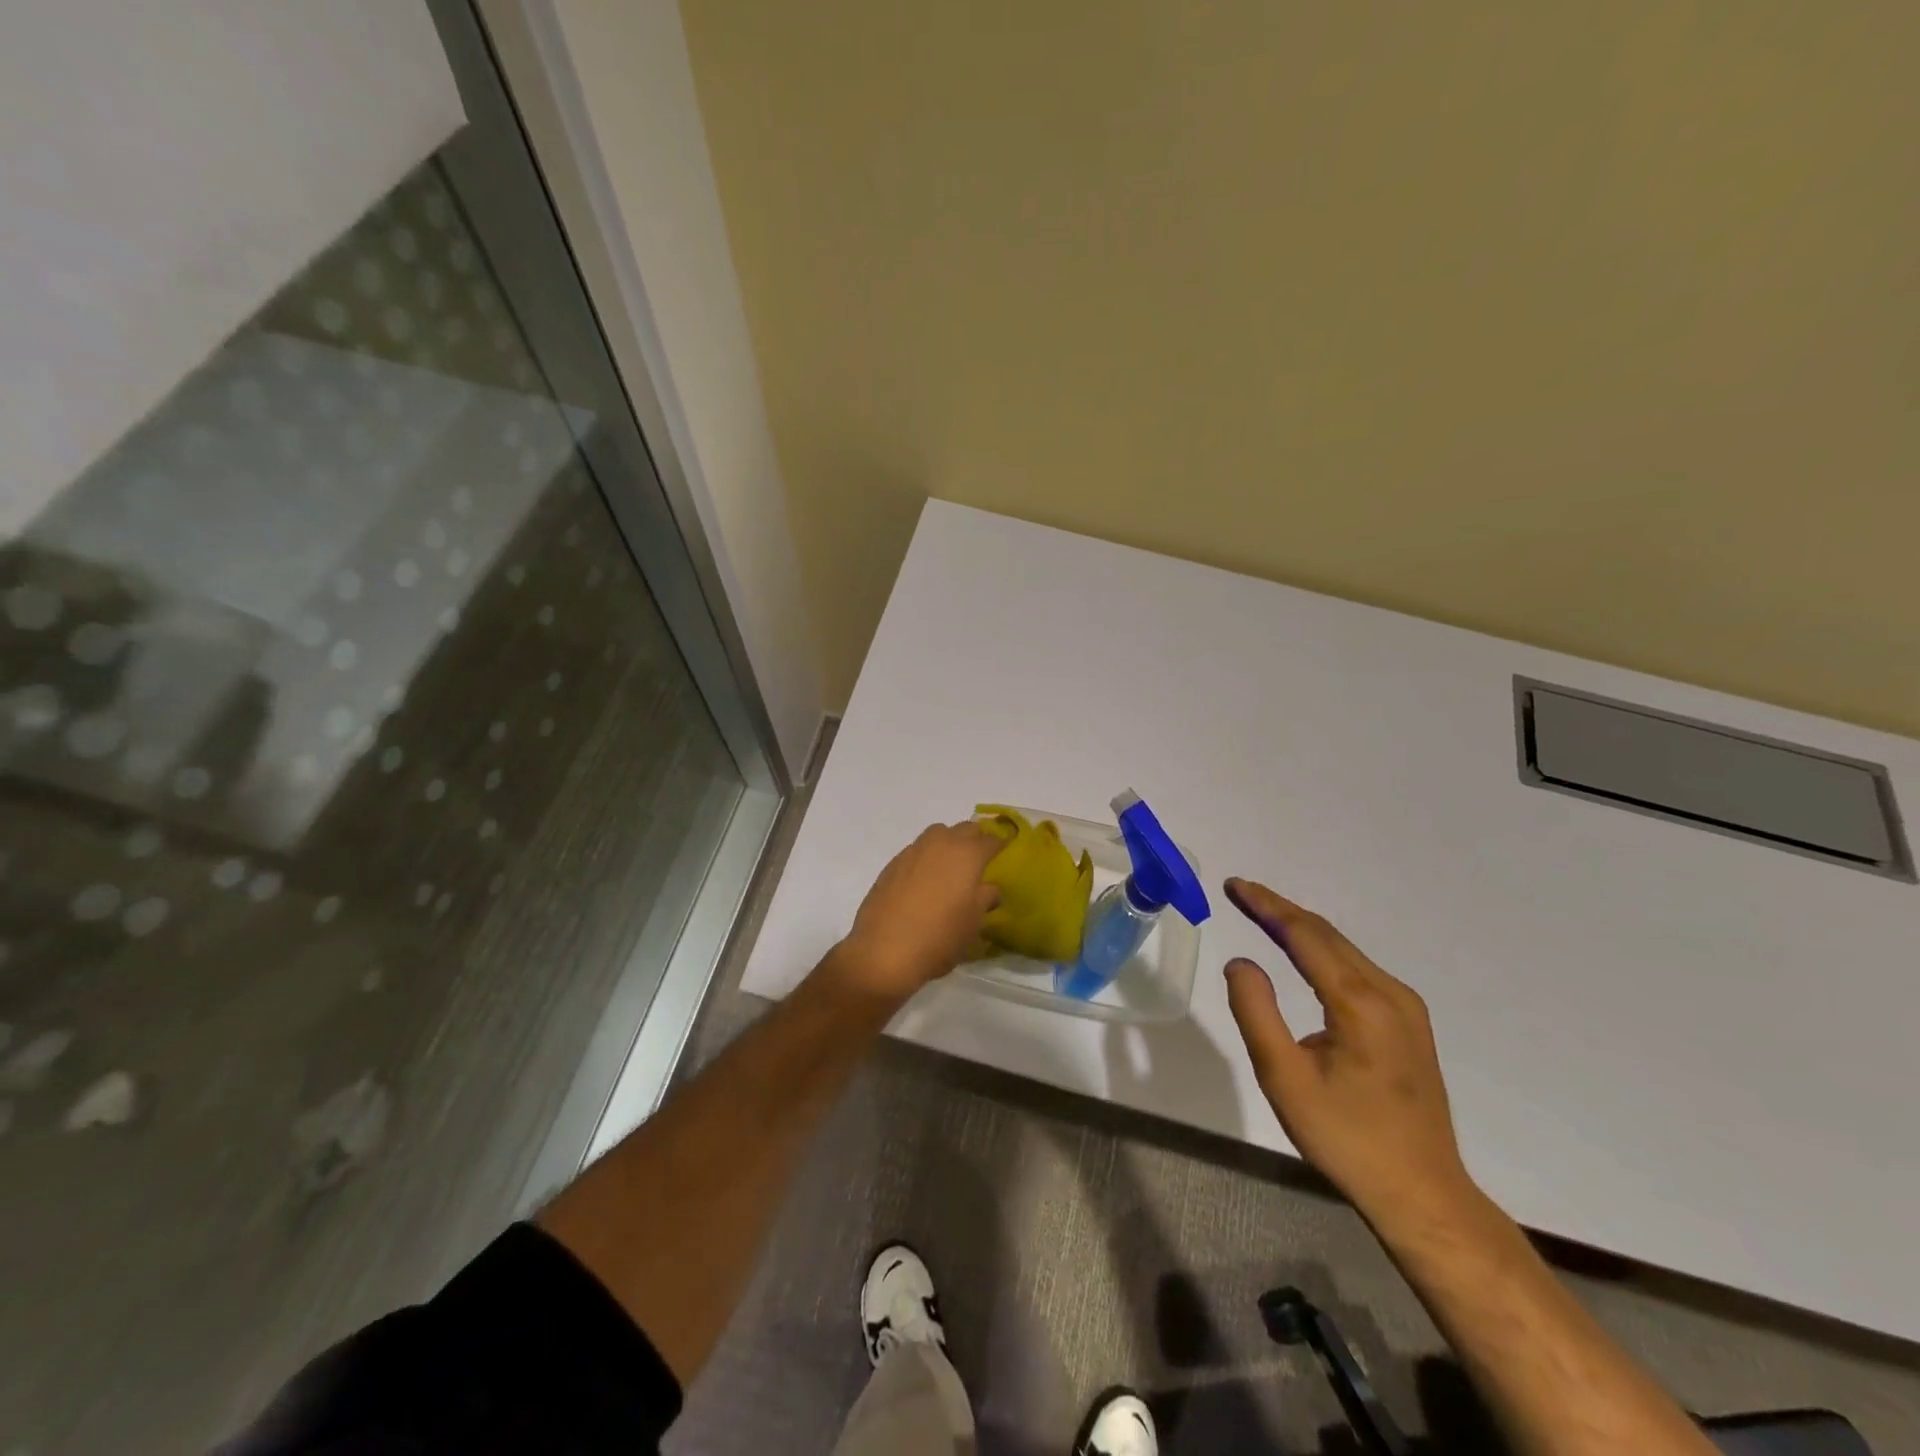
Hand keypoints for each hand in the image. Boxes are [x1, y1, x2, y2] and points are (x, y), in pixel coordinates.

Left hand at [829, 823, 1001, 1002]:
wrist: (883, 951)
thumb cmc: (939, 938)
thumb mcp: (973, 923)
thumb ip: (986, 898)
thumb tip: (989, 888)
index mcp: (967, 855)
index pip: (991, 840)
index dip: (1000, 846)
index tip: (1005, 853)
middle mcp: (941, 844)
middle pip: (964, 828)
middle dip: (975, 839)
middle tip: (979, 861)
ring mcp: (913, 851)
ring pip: (938, 834)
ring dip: (948, 843)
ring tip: (951, 868)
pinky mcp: (892, 864)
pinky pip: (917, 850)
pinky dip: (927, 858)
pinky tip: (925, 881)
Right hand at [1221, 878, 1475, 1227]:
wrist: (1422, 1194)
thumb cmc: (1346, 1138)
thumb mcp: (1284, 1079)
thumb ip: (1256, 1013)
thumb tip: (1241, 962)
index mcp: (1360, 1003)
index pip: (1305, 935)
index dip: (1267, 906)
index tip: (1235, 885)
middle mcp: (1389, 993)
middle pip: (1327, 935)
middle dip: (1280, 909)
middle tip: (1240, 892)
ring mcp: (1406, 1007)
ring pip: (1344, 950)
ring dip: (1301, 928)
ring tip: (1262, 913)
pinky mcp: (1409, 1023)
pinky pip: (1357, 969)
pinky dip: (1322, 950)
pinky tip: (1303, 953)